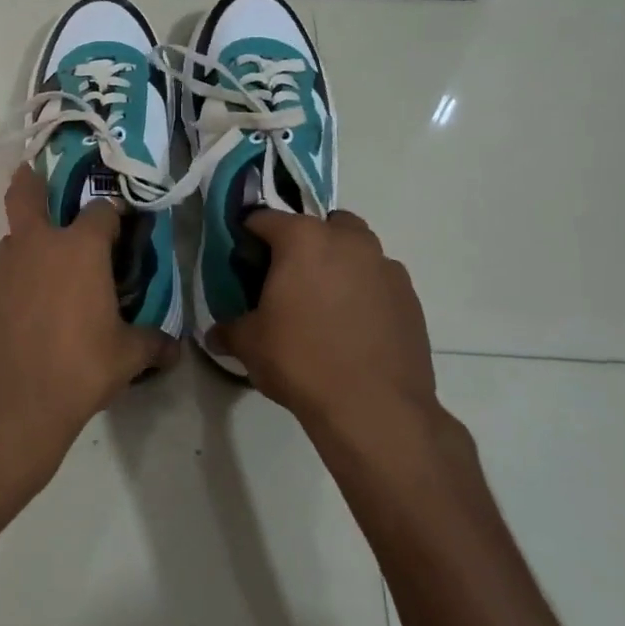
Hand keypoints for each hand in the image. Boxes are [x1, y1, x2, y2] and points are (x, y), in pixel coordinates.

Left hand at [0, 165, 179, 502]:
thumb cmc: (77, 370)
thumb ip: (152, 343)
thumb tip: (175, 348)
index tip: (121, 226)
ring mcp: (1, 269)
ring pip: (14, 239)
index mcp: (79, 249)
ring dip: (28, 244)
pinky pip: (2, 275)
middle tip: (38, 177)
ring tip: (47, 274)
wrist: (6, 407)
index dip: (113, 215)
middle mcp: (37, 246)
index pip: (101, 211)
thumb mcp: (126, 357)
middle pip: (27, 194)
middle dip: (32, 181)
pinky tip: (26, 312)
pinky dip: (15, 280)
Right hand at [210, 210, 439, 434]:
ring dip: (338, 262)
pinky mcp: (409, 295)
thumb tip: (215, 335)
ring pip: (356, 248)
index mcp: (303, 239)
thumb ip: (230, 330)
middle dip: (303, 242)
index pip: (264, 218)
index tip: (244, 261)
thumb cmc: (302, 361)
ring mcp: (384, 265)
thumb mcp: (250, 345)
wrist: (374, 407)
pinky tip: (354, 325)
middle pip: (319, 224)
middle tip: (288, 278)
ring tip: (324, 303)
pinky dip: (365, 290)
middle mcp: (347, 240)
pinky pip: (378, 279)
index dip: (249, 236)